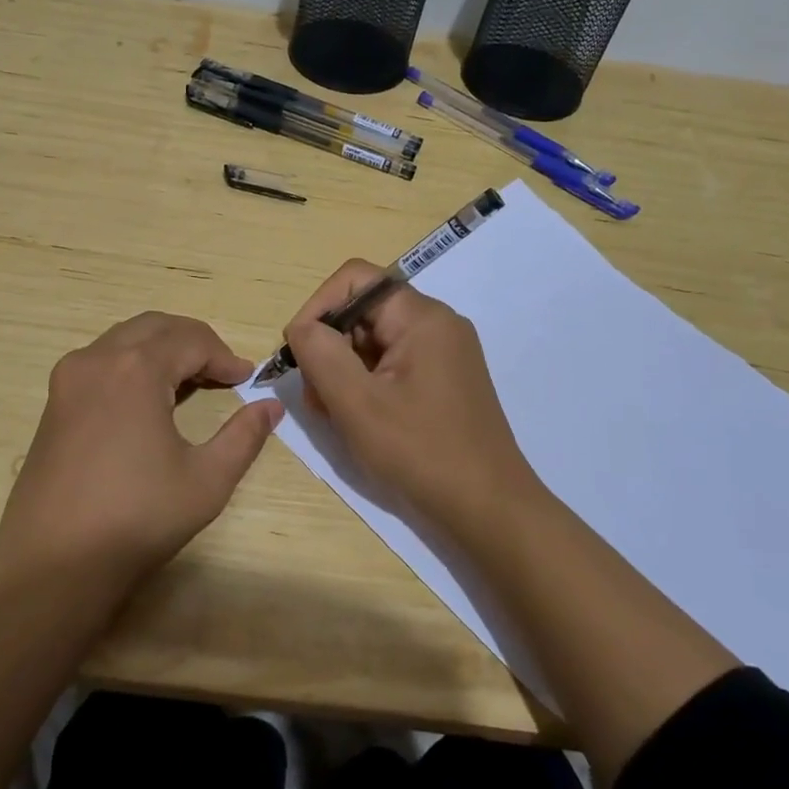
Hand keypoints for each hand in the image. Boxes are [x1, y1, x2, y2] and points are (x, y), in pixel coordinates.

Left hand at [0, 313, 282, 590]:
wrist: (52, 563)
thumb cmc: (137, 518)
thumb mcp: (207, 480)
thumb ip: (244, 436)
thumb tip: (271, 407)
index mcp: (136, 369)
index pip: (192, 341)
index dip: (225, 357)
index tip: (248, 379)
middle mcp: (98, 359)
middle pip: (156, 327)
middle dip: (194, 342)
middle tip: (223, 371)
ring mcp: (69, 378)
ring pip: (125, 338)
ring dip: (162, 348)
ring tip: (191, 380)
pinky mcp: (54, 401)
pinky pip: (102, 360)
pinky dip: (133, 363)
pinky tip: (149, 397)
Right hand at [285, 260, 539, 530]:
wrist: (489, 509)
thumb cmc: (421, 451)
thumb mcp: (357, 402)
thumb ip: (320, 354)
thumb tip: (302, 328)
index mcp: (422, 317)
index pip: (355, 280)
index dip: (317, 307)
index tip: (299, 353)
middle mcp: (437, 324)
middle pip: (363, 311)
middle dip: (329, 347)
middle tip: (316, 397)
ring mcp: (444, 353)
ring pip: (374, 341)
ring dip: (343, 371)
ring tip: (334, 415)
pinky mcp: (444, 380)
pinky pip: (392, 364)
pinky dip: (366, 385)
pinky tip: (358, 420)